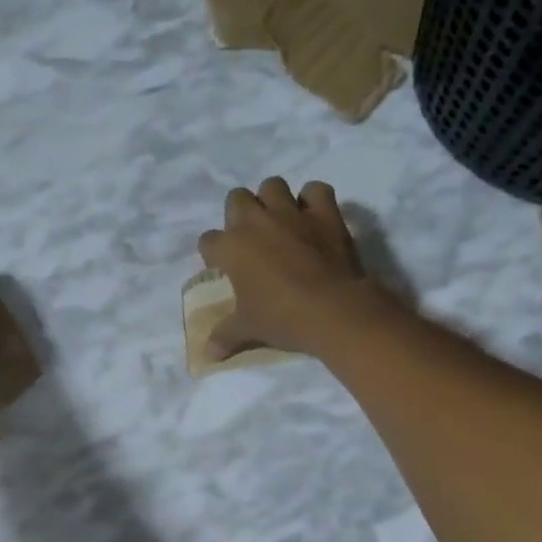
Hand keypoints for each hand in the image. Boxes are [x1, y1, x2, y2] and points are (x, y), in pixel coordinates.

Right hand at [196, 179, 394, 358]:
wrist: (334, 310)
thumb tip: (207, 355)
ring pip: (273, 185)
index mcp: (231, 247)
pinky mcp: (324, 213)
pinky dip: (314, 200)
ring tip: (280, 221)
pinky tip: (314, 216)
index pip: (208, 241)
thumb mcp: (248, 329)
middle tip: (251, 238)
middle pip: (236, 198)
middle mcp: (256, 222)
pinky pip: (316, 190)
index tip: (224, 268)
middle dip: (239, 213)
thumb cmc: (282, 318)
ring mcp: (291, 213)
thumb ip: (225, 336)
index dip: (214, 254)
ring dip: (273, 199)